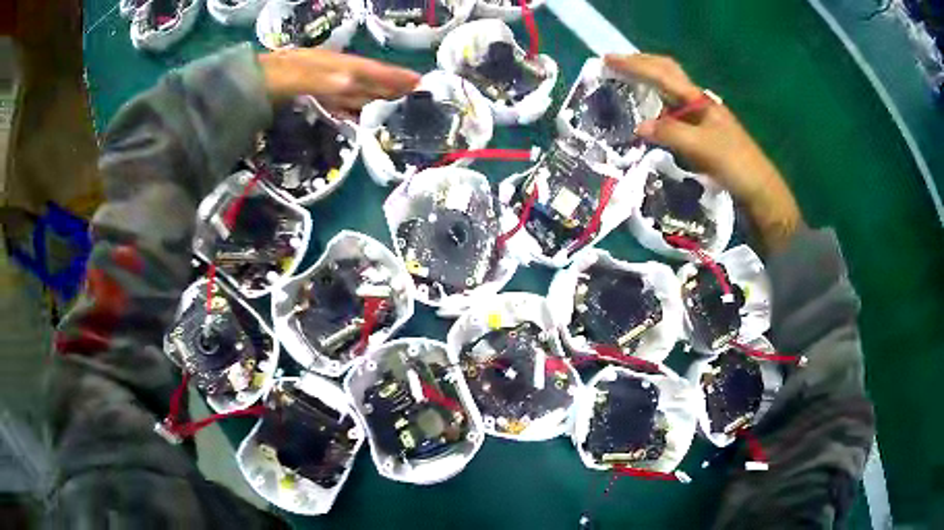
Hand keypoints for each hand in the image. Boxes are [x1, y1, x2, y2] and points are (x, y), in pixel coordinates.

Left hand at [258, 48, 420, 118]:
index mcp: (329, 65)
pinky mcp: (311, 99)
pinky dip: (354, 108)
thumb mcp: (290, 77)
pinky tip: (361, 114)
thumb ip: (320, 79)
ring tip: (399, 105)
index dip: (391, 75)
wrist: (240, 88)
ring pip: (355, 91)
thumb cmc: (265, 81)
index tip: (418, 81)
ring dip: (376, 97)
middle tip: (418, 96)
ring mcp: (320, 86)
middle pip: (366, 80)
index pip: (366, 69)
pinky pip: (340, 103)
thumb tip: (353, 81)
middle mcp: (329, 73)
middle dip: (391, 86)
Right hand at [605, 53, 802, 252]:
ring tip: (624, 85)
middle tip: (614, 65)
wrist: (759, 191)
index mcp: (700, 100)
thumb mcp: (703, 148)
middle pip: (667, 74)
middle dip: (641, 66)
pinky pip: (672, 115)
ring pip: (669, 93)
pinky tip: (646, 118)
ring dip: (647, 84)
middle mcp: (699, 104)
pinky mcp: (701, 135)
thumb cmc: (736, 165)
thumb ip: (670, 133)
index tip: (608, 60)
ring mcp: (701, 119)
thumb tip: (639, 127)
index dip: (635, 65)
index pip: (663, 73)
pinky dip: (655, 110)